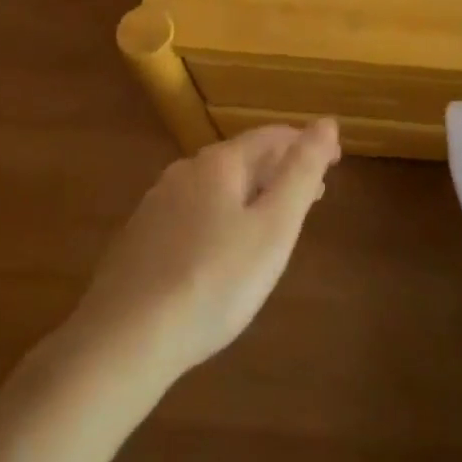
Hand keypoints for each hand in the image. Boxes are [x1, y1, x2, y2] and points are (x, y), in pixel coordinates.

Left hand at [70, 120, 340, 381]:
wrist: (125, 339)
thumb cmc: (215, 281)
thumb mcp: (274, 227)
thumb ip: (302, 172)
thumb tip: (326, 122)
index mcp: (219, 163)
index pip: (273, 137)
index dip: (308, 144)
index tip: (336, 161)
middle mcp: (185, 171)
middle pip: (243, 158)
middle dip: (281, 170)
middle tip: (313, 194)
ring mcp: (157, 203)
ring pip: (217, 186)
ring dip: (252, 193)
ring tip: (274, 219)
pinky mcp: (140, 237)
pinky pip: (193, 211)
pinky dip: (222, 215)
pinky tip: (224, 247)